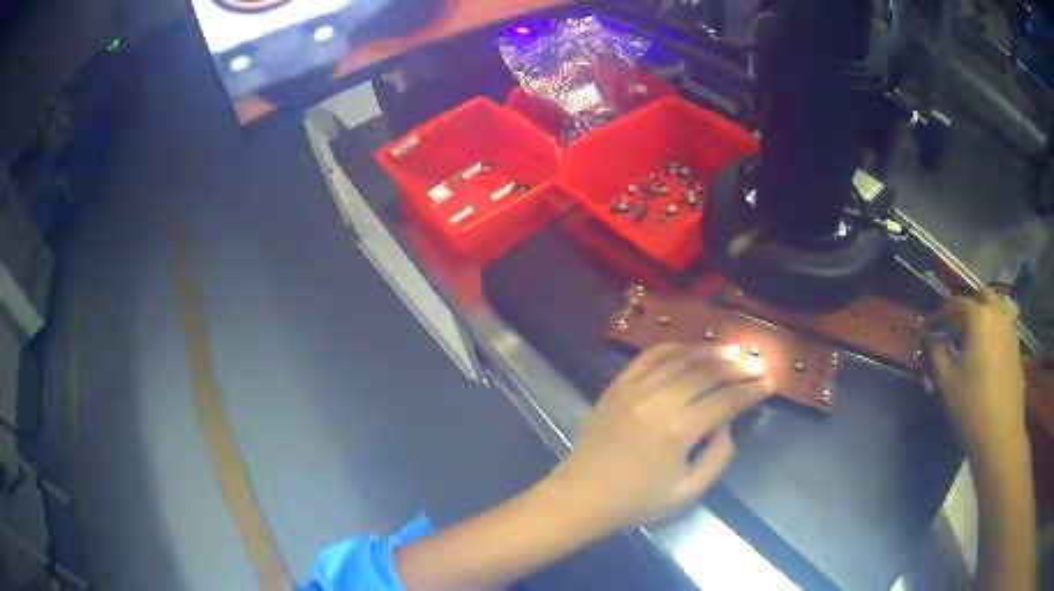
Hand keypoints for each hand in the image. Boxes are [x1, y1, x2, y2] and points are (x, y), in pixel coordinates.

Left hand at [545, 343, 772, 532]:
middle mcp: (657, 402)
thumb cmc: (636, 502)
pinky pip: (647, 357)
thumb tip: (726, 424)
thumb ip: (717, 457)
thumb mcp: (687, 492)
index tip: (768, 383)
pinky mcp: (616, 387)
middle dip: (737, 366)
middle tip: (756, 363)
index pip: (725, 400)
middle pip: (706, 372)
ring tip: (731, 350)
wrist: (580, 498)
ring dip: (709, 351)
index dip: (751, 391)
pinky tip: (688, 349)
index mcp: (677, 431)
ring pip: (679, 359)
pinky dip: (672, 348)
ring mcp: (633, 390)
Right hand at [926, 287, 1027, 463]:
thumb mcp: (946, 382)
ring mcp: (1011, 331)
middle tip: (955, 331)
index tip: (929, 328)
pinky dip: (992, 334)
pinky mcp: (1016, 349)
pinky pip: (1002, 329)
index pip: (956, 305)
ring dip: (982, 321)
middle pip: (982, 298)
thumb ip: (937, 354)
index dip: (940, 315)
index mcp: (980, 317)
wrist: (1001, 436)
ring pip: (995, 312)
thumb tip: (932, 341)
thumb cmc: (972, 406)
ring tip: (971, 345)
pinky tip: (985, 359)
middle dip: (967, 310)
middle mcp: (998, 315)